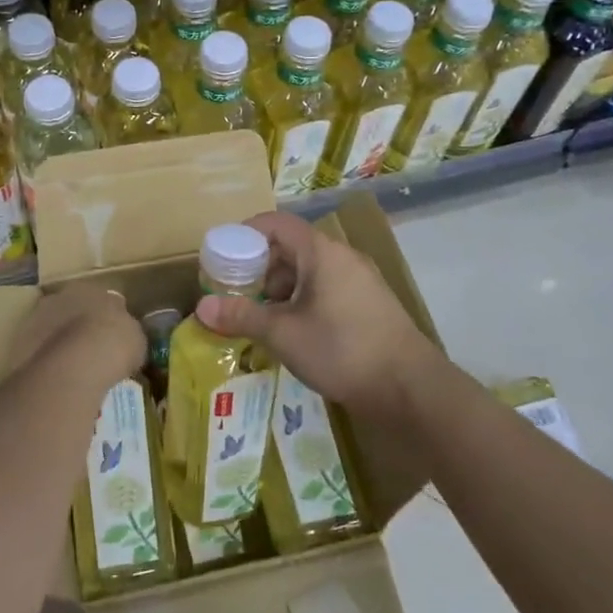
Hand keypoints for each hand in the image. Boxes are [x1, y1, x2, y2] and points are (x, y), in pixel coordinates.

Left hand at [11, 283, 143, 385]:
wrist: (74, 364)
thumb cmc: (113, 344)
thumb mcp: (135, 338)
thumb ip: (127, 332)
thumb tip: (124, 337)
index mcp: (92, 288)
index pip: (102, 298)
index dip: (107, 318)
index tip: (113, 337)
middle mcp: (61, 296)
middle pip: (72, 310)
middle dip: (80, 326)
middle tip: (91, 351)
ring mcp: (37, 317)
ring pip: (51, 328)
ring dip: (59, 342)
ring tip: (72, 369)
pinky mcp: (19, 342)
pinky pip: (37, 350)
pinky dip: (45, 360)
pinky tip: (55, 378)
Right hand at [194, 211, 441, 423]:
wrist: (410, 388)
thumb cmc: (342, 350)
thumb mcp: (284, 334)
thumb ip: (242, 316)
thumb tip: (202, 307)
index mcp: (321, 252)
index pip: (276, 223)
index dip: (246, 233)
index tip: (223, 255)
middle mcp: (342, 256)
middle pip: (292, 246)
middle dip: (260, 267)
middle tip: (236, 292)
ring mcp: (360, 280)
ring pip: (310, 270)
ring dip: (281, 287)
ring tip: (261, 317)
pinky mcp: (370, 303)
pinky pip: (327, 288)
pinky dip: (303, 300)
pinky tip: (293, 331)